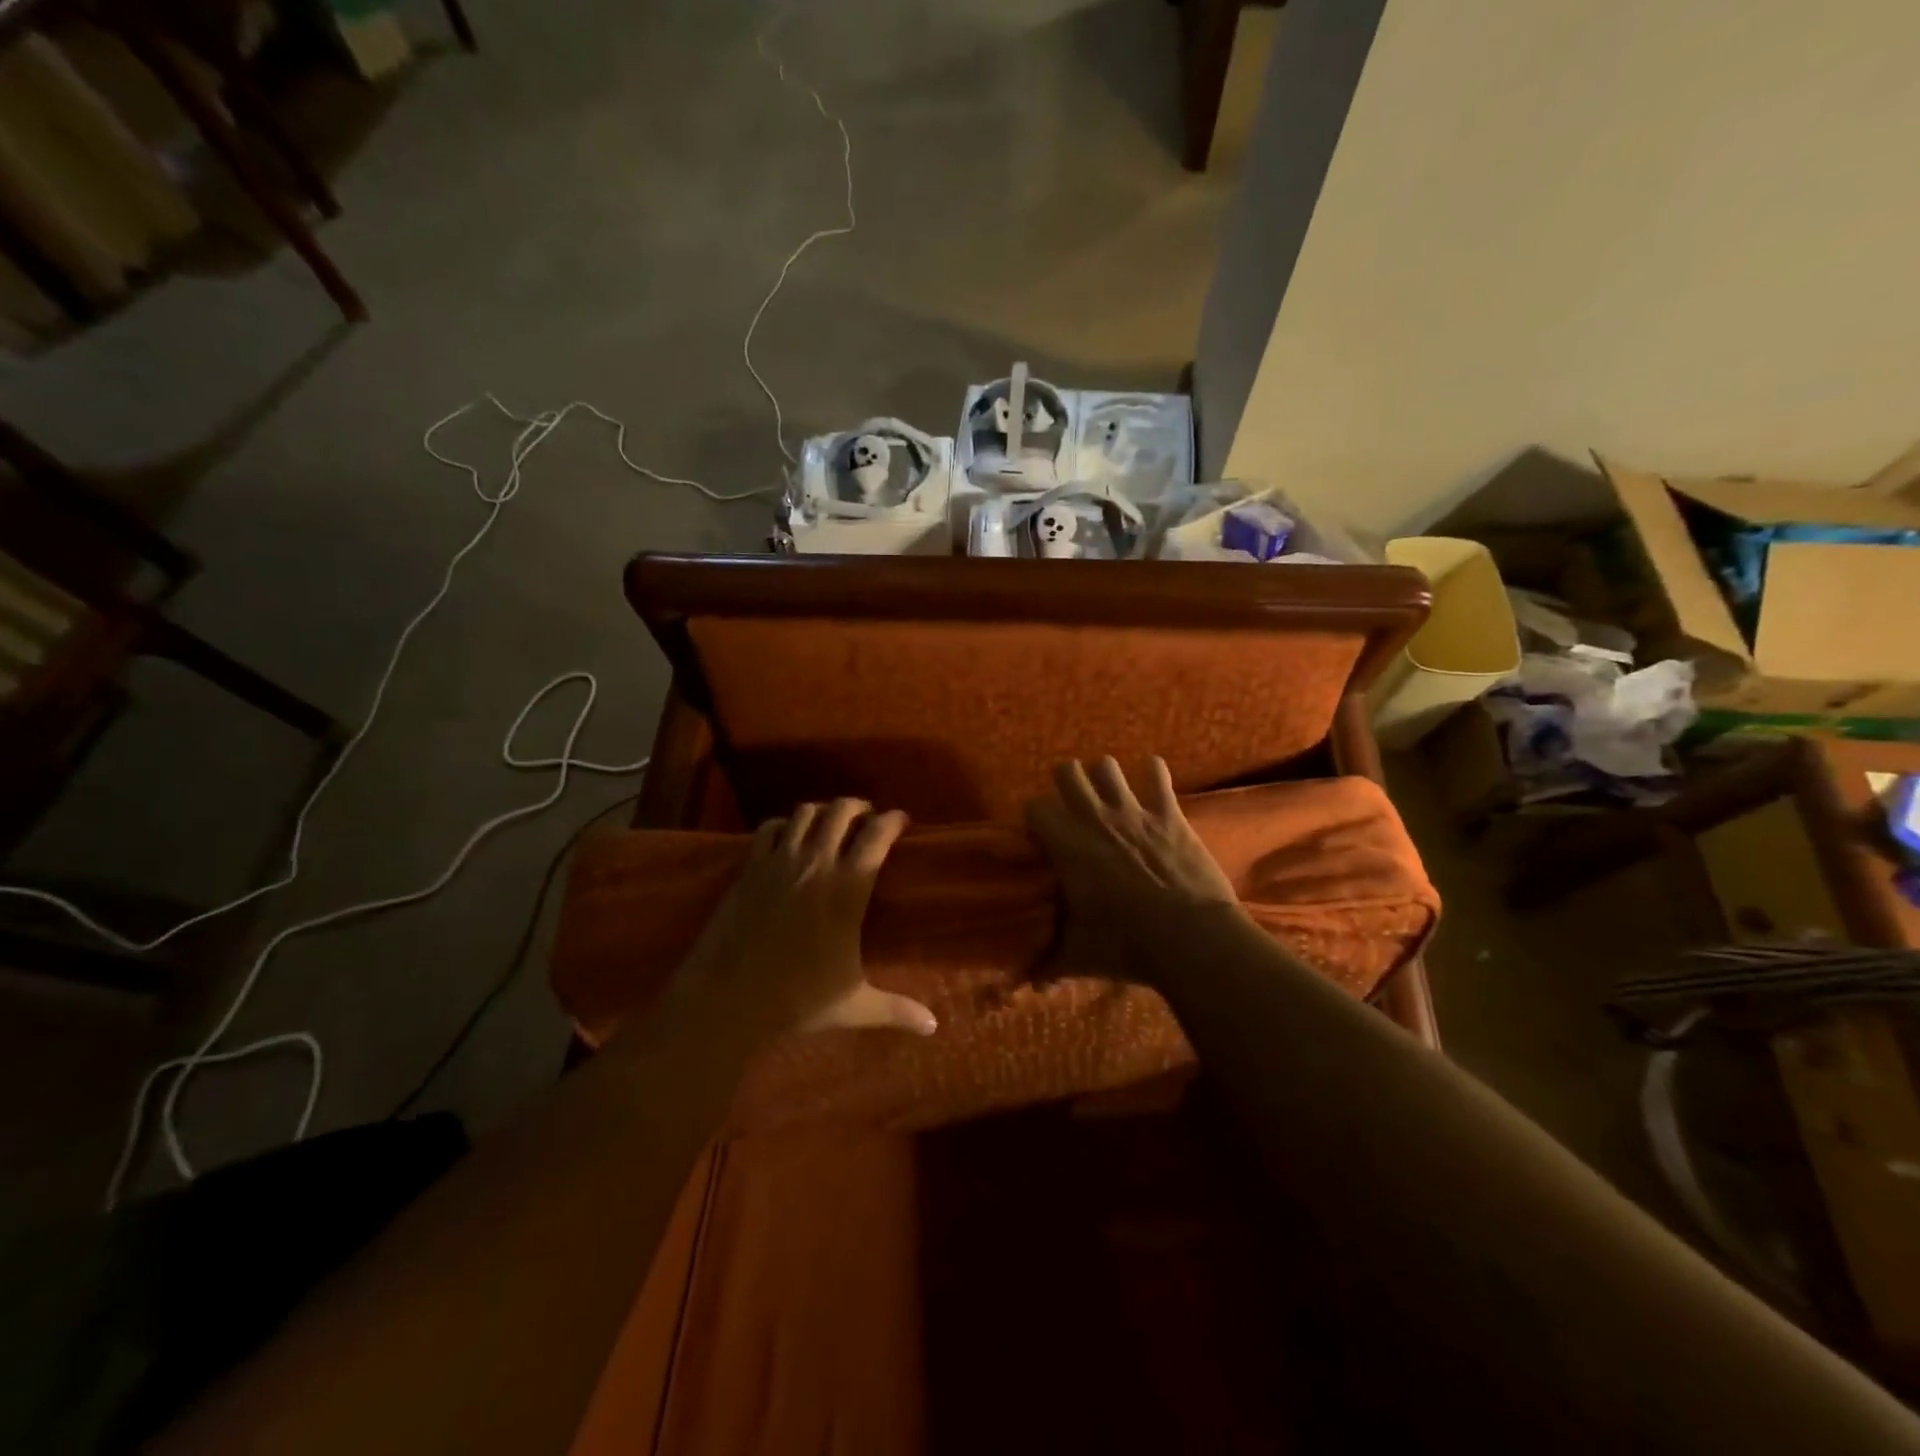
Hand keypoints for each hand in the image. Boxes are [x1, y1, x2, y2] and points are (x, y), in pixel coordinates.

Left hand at [672, 799, 936, 1041]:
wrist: (726, 1000)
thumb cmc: (797, 1000)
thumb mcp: (854, 1005)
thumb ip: (896, 1009)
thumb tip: (933, 1026)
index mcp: (848, 889)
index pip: (877, 835)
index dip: (893, 820)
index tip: (901, 820)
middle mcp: (816, 863)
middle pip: (841, 811)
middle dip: (859, 806)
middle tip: (867, 817)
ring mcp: (779, 862)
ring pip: (805, 812)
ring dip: (822, 812)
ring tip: (830, 823)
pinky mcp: (750, 868)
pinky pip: (769, 828)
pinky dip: (783, 825)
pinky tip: (788, 836)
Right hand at [1025, 757, 1244, 984]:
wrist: (1190, 938)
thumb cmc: (1126, 945)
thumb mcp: (1079, 957)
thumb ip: (1049, 965)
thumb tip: (1030, 986)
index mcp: (1067, 846)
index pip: (1035, 807)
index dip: (1036, 816)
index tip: (1041, 833)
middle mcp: (1095, 818)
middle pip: (1067, 772)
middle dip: (1066, 782)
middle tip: (1072, 803)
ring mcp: (1134, 812)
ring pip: (1107, 766)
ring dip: (1105, 776)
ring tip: (1108, 791)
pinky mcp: (1169, 815)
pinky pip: (1158, 776)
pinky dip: (1154, 774)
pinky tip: (1153, 778)